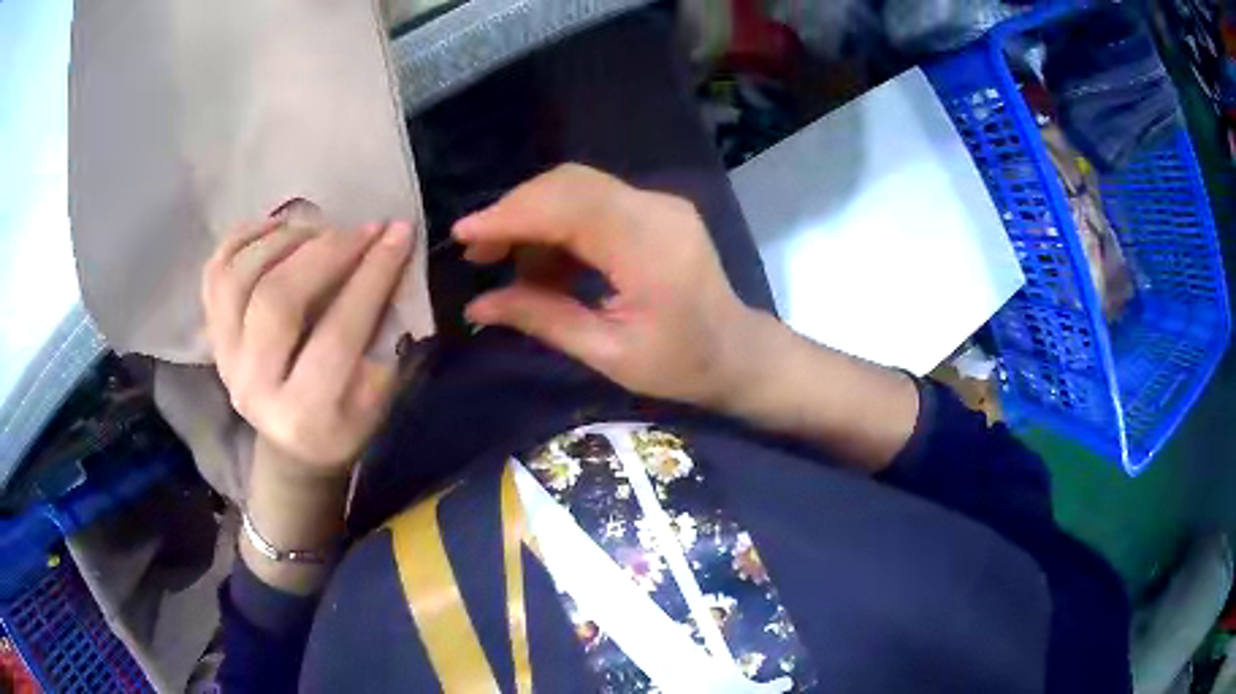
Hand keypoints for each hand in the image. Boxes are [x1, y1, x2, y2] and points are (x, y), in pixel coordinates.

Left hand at [202, 217, 412, 476]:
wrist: (289, 446)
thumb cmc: (342, 422)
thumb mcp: (377, 399)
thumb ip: (384, 337)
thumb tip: (390, 259)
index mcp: (304, 414)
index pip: (338, 335)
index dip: (372, 277)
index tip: (399, 233)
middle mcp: (254, 387)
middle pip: (277, 300)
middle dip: (326, 251)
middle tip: (361, 229)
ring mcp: (224, 358)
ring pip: (239, 277)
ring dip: (284, 240)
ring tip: (319, 229)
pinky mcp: (211, 334)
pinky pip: (216, 270)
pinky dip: (246, 237)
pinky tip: (279, 228)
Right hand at [454, 164, 757, 408]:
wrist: (739, 352)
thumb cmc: (682, 365)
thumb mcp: (609, 354)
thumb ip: (543, 320)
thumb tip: (476, 307)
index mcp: (651, 247)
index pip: (570, 207)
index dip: (511, 214)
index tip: (464, 235)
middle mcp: (656, 209)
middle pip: (569, 184)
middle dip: (515, 212)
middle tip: (478, 254)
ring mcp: (657, 204)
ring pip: (577, 188)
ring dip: (533, 218)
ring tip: (503, 264)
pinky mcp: (653, 209)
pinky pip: (593, 202)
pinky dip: (558, 226)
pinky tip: (541, 264)